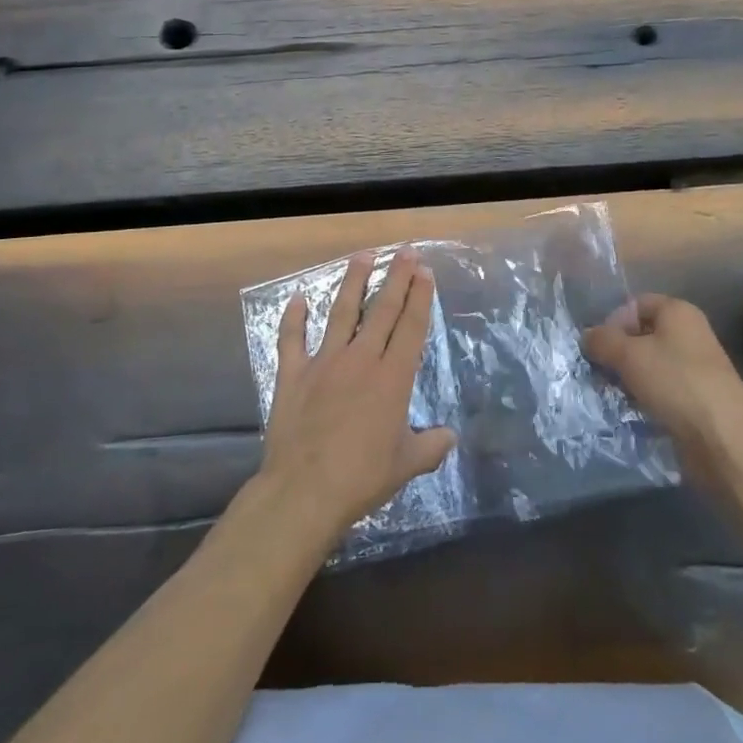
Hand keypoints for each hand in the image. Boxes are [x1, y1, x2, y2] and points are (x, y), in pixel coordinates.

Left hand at [258, 249, 455, 543]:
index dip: (420, 297)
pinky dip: (293, 318)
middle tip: (406, 251)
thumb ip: (430, 447)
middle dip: (397, 278)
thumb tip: (450, 436)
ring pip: (342, 312)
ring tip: (363, 256)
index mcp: (392, 378)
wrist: (305, 490)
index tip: (425, 271)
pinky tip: (296, 298)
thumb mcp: (406, 465)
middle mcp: (360, 360)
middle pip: (382, 310)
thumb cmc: (362, 477)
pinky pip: (291, 339)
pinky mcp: (293, 374)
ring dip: (353, 282)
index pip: (411, 327)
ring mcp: (324, 362)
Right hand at [582, 294, 742, 485]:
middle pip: (642, 334)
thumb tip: (587, 336)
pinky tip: (632, 411)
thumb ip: (602, 340)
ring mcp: (695, 368)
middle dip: (617, 351)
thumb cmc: (675, 384)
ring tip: (611, 393)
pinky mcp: (697, 398)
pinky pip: (662, 388)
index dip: (613, 320)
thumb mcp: (628, 355)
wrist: (724, 440)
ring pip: (650, 364)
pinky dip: (644, 396)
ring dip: (628, 377)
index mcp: (678, 312)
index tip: (597, 346)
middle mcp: (689, 334)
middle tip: (598, 372)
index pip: (636, 304)